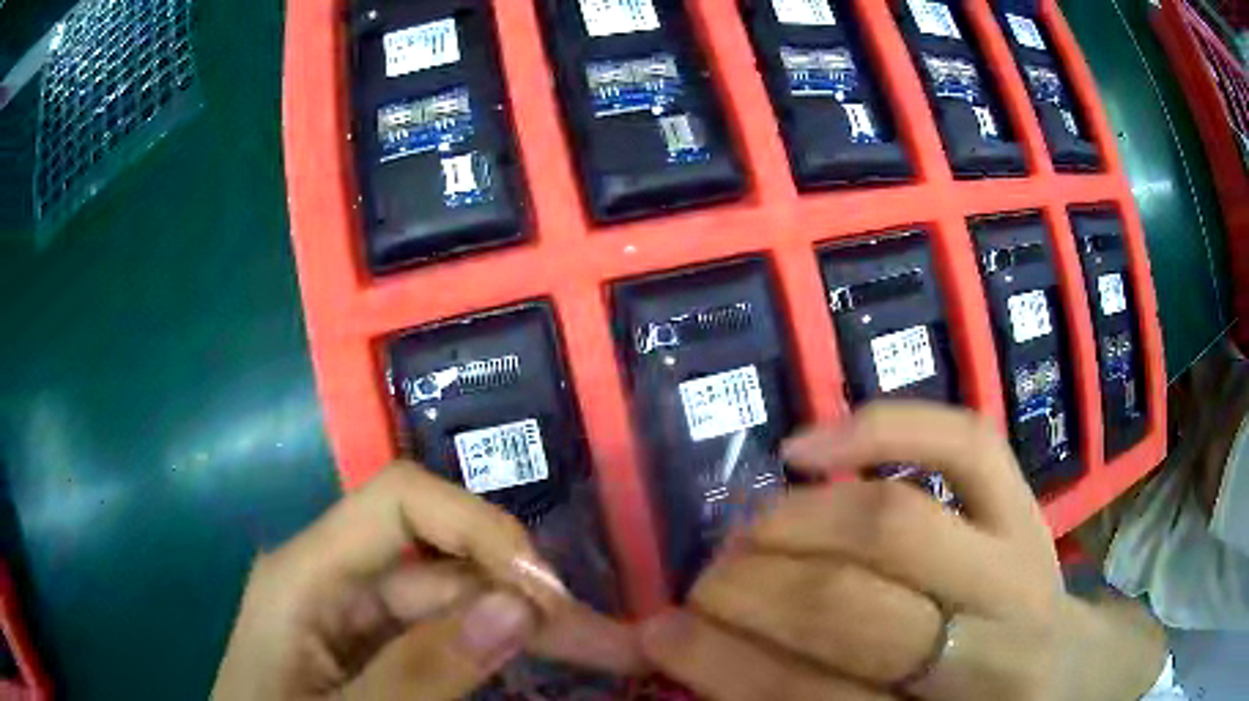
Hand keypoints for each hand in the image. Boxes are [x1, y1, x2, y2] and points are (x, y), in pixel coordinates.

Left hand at [212, 462, 640, 699]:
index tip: (545, 590)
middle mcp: (331, 581)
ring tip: (597, 655)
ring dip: (518, 628)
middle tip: (608, 646)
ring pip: (448, 605)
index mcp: (306, 573)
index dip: (478, 525)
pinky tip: (531, 670)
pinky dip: (487, 654)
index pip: (399, 500)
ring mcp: (351, 621)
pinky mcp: (368, 654)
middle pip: (439, 561)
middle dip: (522, 595)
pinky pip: (437, 641)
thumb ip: (421, 670)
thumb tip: (515, 602)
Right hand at [640, 402, 1165, 699]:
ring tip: (745, 533)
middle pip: (849, 609)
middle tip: (701, 584)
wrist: (1062, 676)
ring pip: (895, 522)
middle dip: (749, 591)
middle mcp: (992, 650)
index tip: (657, 637)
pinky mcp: (1029, 508)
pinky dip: (882, 427)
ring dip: (794, 524)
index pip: (811, 699)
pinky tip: (808, 446)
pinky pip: (963, 441)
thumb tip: (702, 660)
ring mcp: (1020, 564)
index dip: (722, 666)